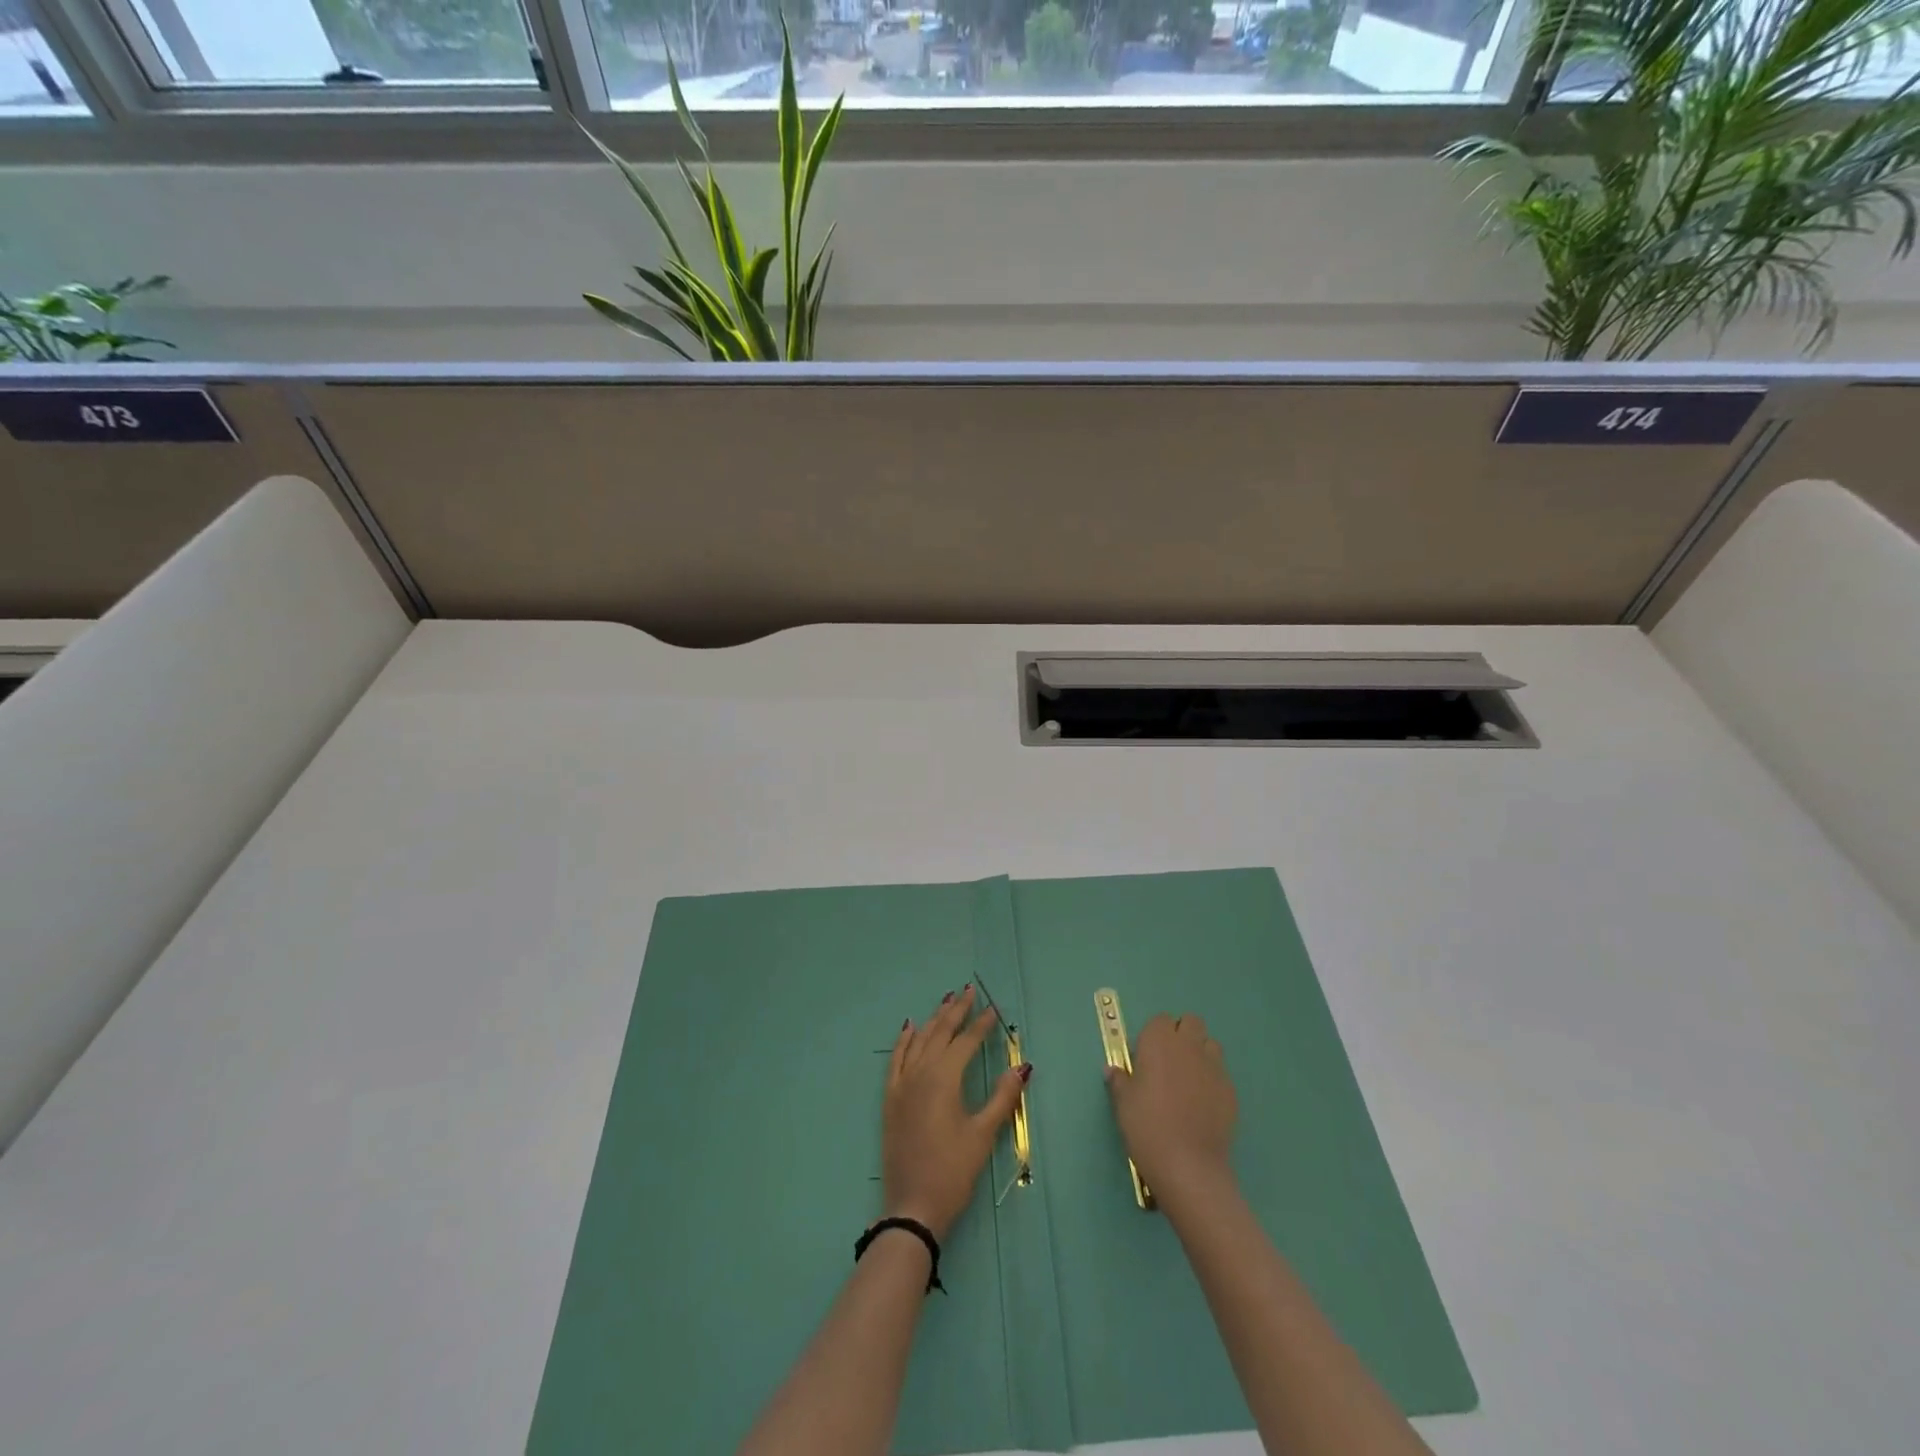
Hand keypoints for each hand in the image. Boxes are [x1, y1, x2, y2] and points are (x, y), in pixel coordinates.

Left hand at [883, 986, 1029, 1240]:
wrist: (913, 1206)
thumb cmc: (953, 1171)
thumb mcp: (983, 1134)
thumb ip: (1003, 1097)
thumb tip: (1022, 1066)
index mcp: (944, 1078)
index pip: (966, 1042)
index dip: (981, 1024)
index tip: (994, 1008)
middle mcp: (920, 1073)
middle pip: (940, 1033)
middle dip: (956, 1011)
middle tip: (969, 991)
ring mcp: (902, 1084)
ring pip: (919, 1041)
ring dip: (934, 1019)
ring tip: (946, 1001)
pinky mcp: (891, 1098)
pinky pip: (896, 1058)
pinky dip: (904, 1040)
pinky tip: (910, 1027)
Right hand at [1106, 1012, 1237, 1200]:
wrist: (1188, 1165)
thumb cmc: (1147, 1126)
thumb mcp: (1123, 1103)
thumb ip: (1119, 1080)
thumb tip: (1113, 1070)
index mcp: (1159, 1041)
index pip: (1160, 1020)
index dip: (1154, 1036)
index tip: (1146, 1058)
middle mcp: (1189, 1046)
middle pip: (1191, 1022)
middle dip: (1182, 1035)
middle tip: (1169, 1063)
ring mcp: (1214, 1067)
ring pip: (1210, 1045)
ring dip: (1200, 1054)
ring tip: (1188, 1081)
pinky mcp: (1230, 1090)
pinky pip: (1221, 1074)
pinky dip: (1212, 1080)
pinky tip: (1202, 1104)